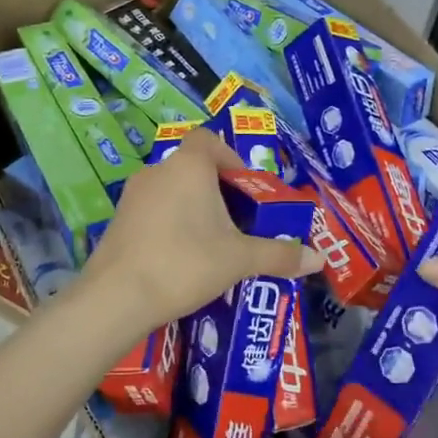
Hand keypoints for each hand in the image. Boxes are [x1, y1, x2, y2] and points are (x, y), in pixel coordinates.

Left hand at [79, 129, 321, 336]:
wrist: (116, 298)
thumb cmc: (185, 263)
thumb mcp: (239, 259)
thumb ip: (280, 255)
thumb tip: (320, 259)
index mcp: (188, 166)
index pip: (209, 140)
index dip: (230, 157)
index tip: (245, 187)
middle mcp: (157, 171)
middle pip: (192, 167)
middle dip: (216, 189)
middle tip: (237, 221)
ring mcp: (132, 196)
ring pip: (171, 190)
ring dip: (192, 208)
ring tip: (212, 242)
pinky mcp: (117, 221)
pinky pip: (152, 211)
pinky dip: (169, 224)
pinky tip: (180, 258)